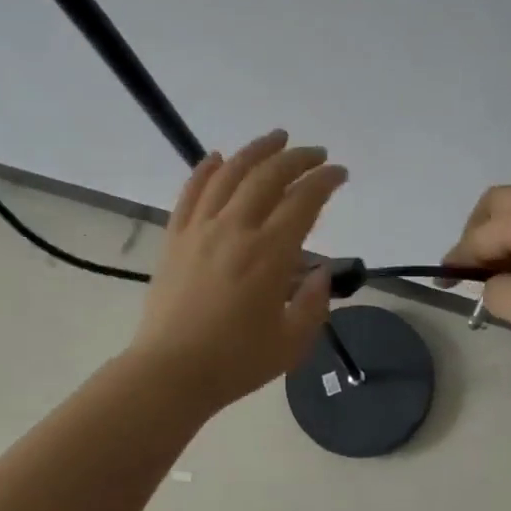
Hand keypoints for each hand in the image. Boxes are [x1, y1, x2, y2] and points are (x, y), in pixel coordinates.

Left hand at [129, 131, 347, 409]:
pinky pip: (191, 192)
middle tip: (316, 153)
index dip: (325, 180)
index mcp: (269, 254)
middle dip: (297, 158)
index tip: (340, 173)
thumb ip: (314, 302)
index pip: (303, 200)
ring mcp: (200, 229)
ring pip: (229, 173)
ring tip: (276, 138)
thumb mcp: (292, 342)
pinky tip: (218, 157)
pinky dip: (206, 169)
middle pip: (269, 176)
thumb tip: (321, 271)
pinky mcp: (175, 237)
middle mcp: (235, 229)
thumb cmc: (235, 362)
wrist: (170, 372)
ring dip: (256, 151)